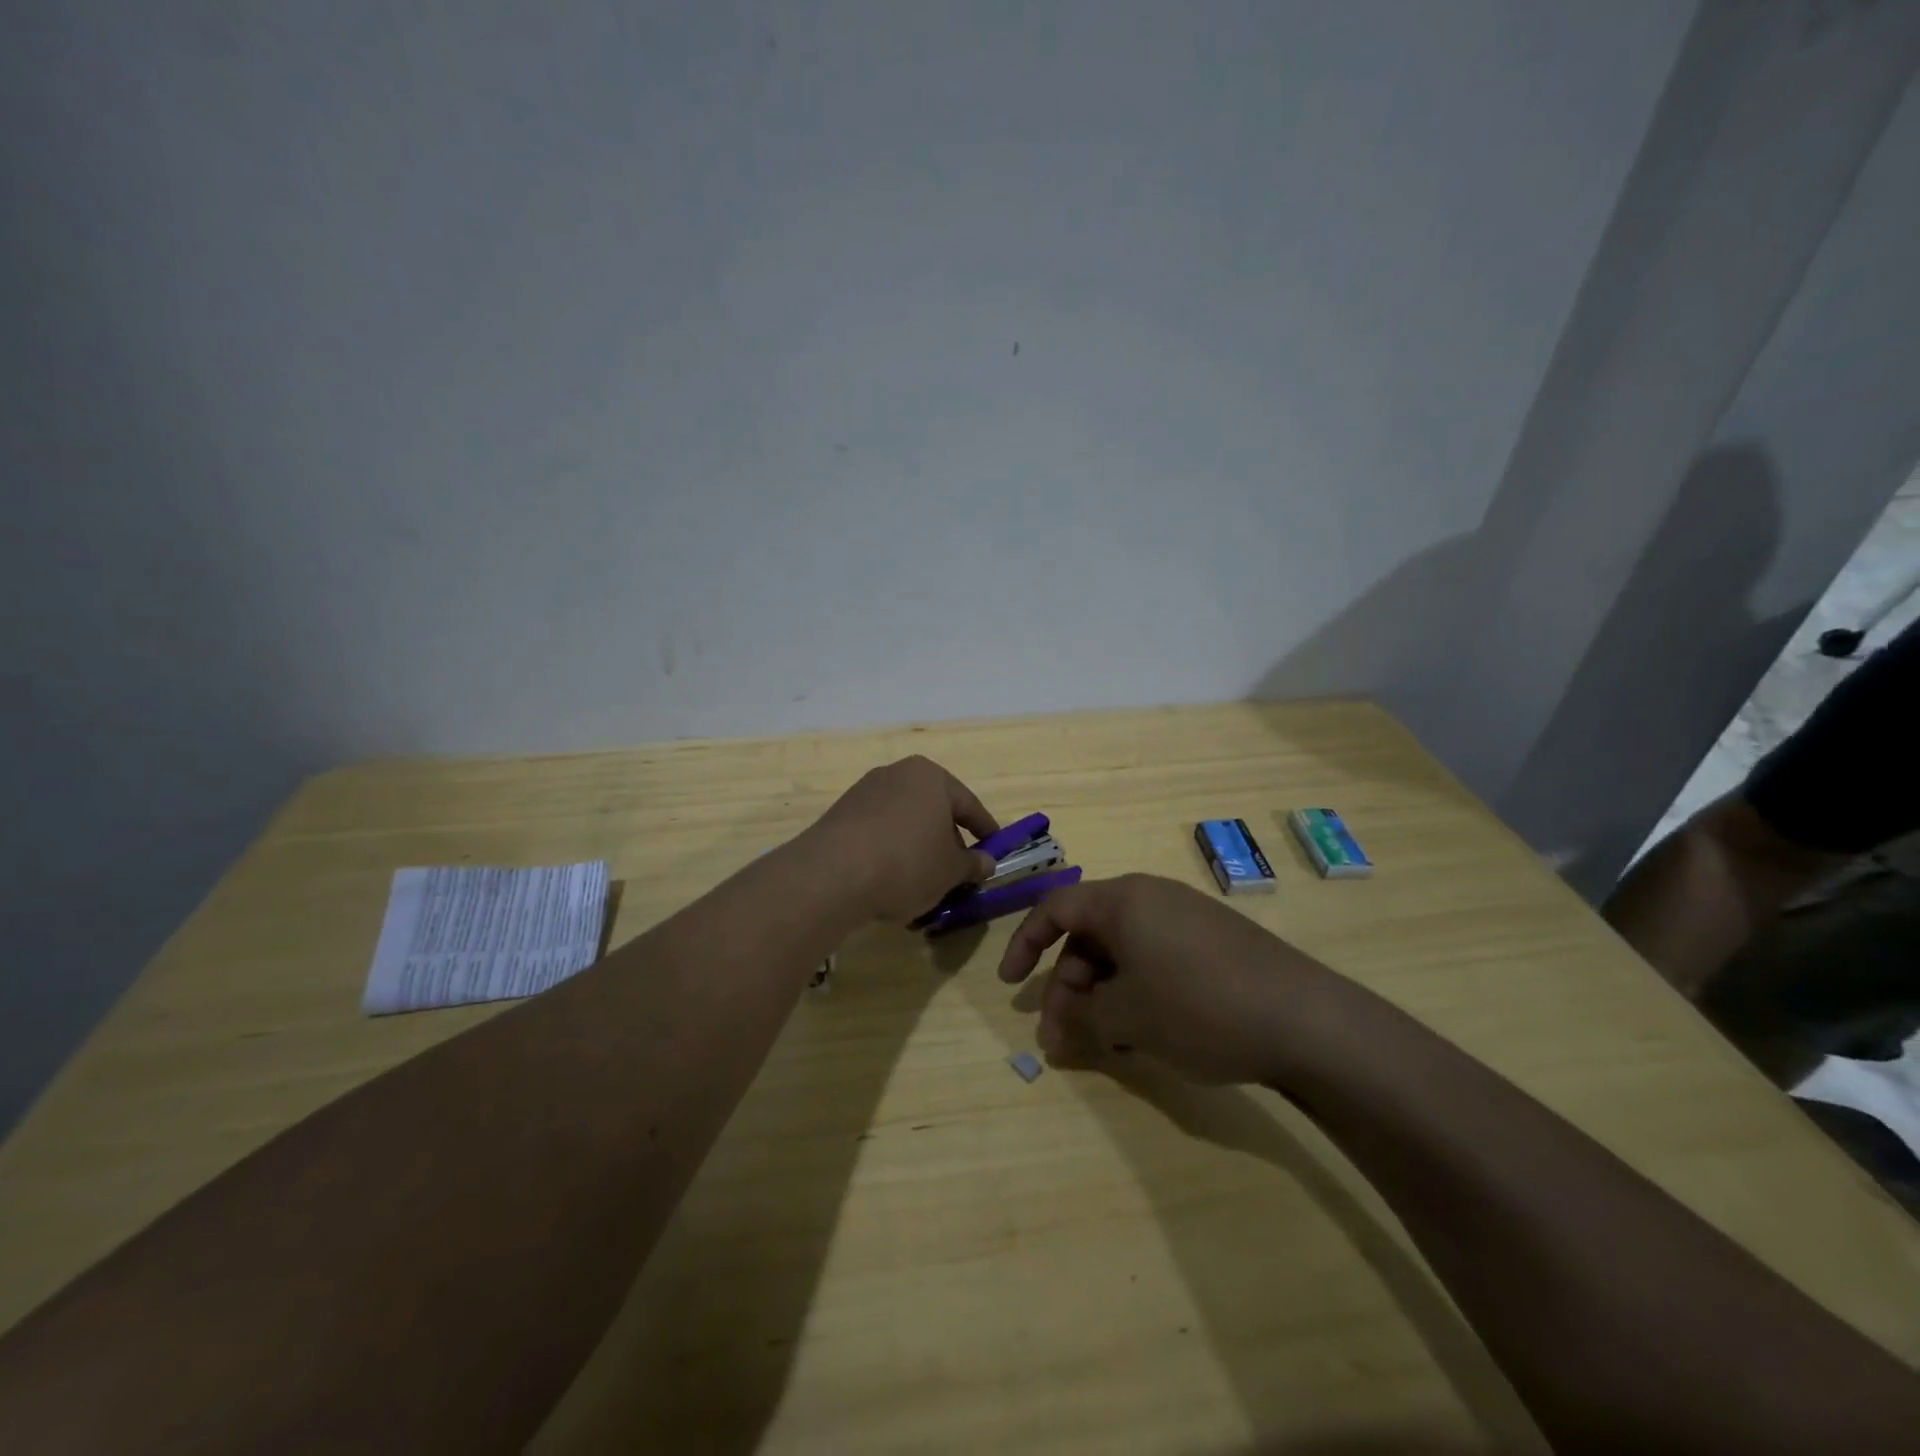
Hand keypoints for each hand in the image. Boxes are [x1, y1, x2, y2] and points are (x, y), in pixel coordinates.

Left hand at [806, 757, 999, 921]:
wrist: (832, 874)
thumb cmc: (907, 863)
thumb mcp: (950, 871)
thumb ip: (972, 864)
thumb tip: (986, 862)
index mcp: (930, 777)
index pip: (968, 804)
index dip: (985, 830)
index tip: (994, 849)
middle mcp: (896, 774)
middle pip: (933, 810)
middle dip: (947, 841)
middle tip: (957, 872)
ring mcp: (864, 792)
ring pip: (904, 822)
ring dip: (917, 848)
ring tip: (923, 883)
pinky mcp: (840, 815)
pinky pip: (877, 833)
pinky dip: (889, 852)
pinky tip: (890, 882)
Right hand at [998, 874, 1329, 1084]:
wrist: (1308, 1021)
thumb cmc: (1200, 1007)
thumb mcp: (1128, 1016)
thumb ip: (1080, 1017)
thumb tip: (1054, 1029)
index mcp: (1123, 900)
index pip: (1055, 909)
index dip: (1024, 945)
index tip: (1011, 987)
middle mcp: (1153, 898)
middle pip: (1090, 936)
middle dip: (1069, 986)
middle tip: (1062, 1039)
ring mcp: (1187, 919)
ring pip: (1123, 952)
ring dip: (1103, 994)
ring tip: (1105, 1043)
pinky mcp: (1215, 943)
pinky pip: (1156, 959)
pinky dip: (1137, 991)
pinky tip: (1144, 1031)